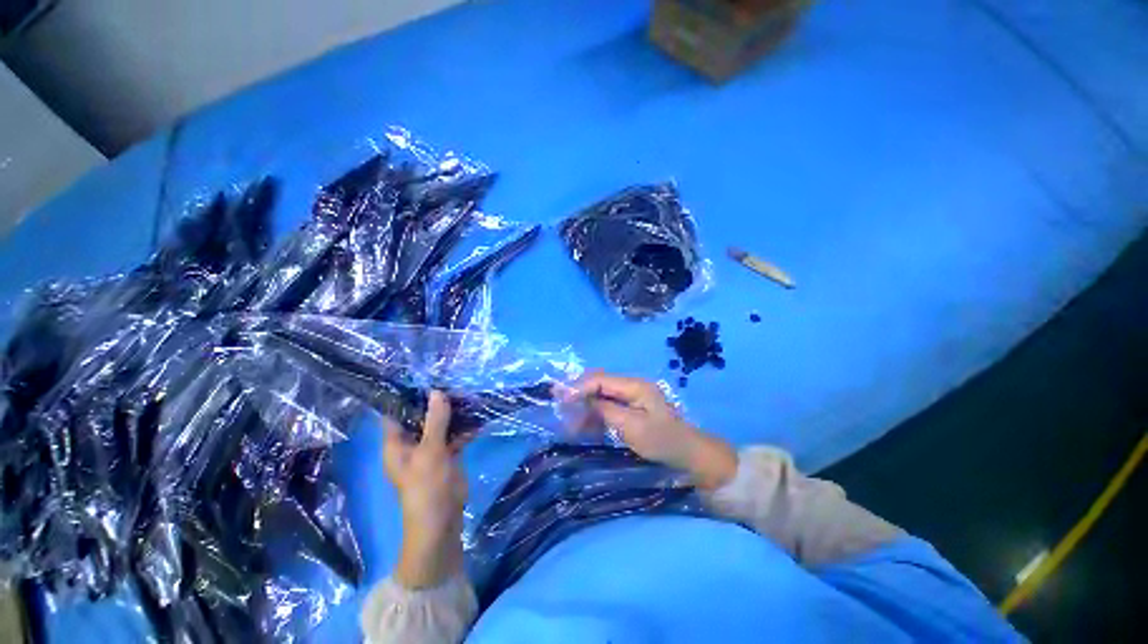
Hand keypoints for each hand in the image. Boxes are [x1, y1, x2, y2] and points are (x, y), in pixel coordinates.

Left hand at [383, 391, 467, 588]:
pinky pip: (455, 435)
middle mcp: (412, 443)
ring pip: (441, 425)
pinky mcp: (448, 455)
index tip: (422, 376)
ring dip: (453, 412)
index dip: (405, 395)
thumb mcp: (430, 451)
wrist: (442, 520)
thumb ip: (435, 421)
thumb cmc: (426, 487)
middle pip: (421, 416)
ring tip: (469, 393)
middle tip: (453, 380)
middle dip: (436, 401)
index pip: (395, 413)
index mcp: (396, 443)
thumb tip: (437, 392)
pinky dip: (465, 427)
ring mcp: (431, 449)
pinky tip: (479, 415)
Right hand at [569, 373, 737, 490]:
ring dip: (586, 408)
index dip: (579, 387)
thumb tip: (583, 399)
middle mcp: (632, 386)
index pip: (600, 379)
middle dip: (580, 396)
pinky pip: (609, 407)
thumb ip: (606, 410)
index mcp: (634, 385)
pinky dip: (596, 416)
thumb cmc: (662, 441)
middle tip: (562, 410)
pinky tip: (587, 428)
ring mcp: (633, 397)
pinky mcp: (633, 409)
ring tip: (572, 425)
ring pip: (602, 396)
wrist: (690, 455)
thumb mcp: (632, 427)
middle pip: (599, 385)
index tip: (560, 399)